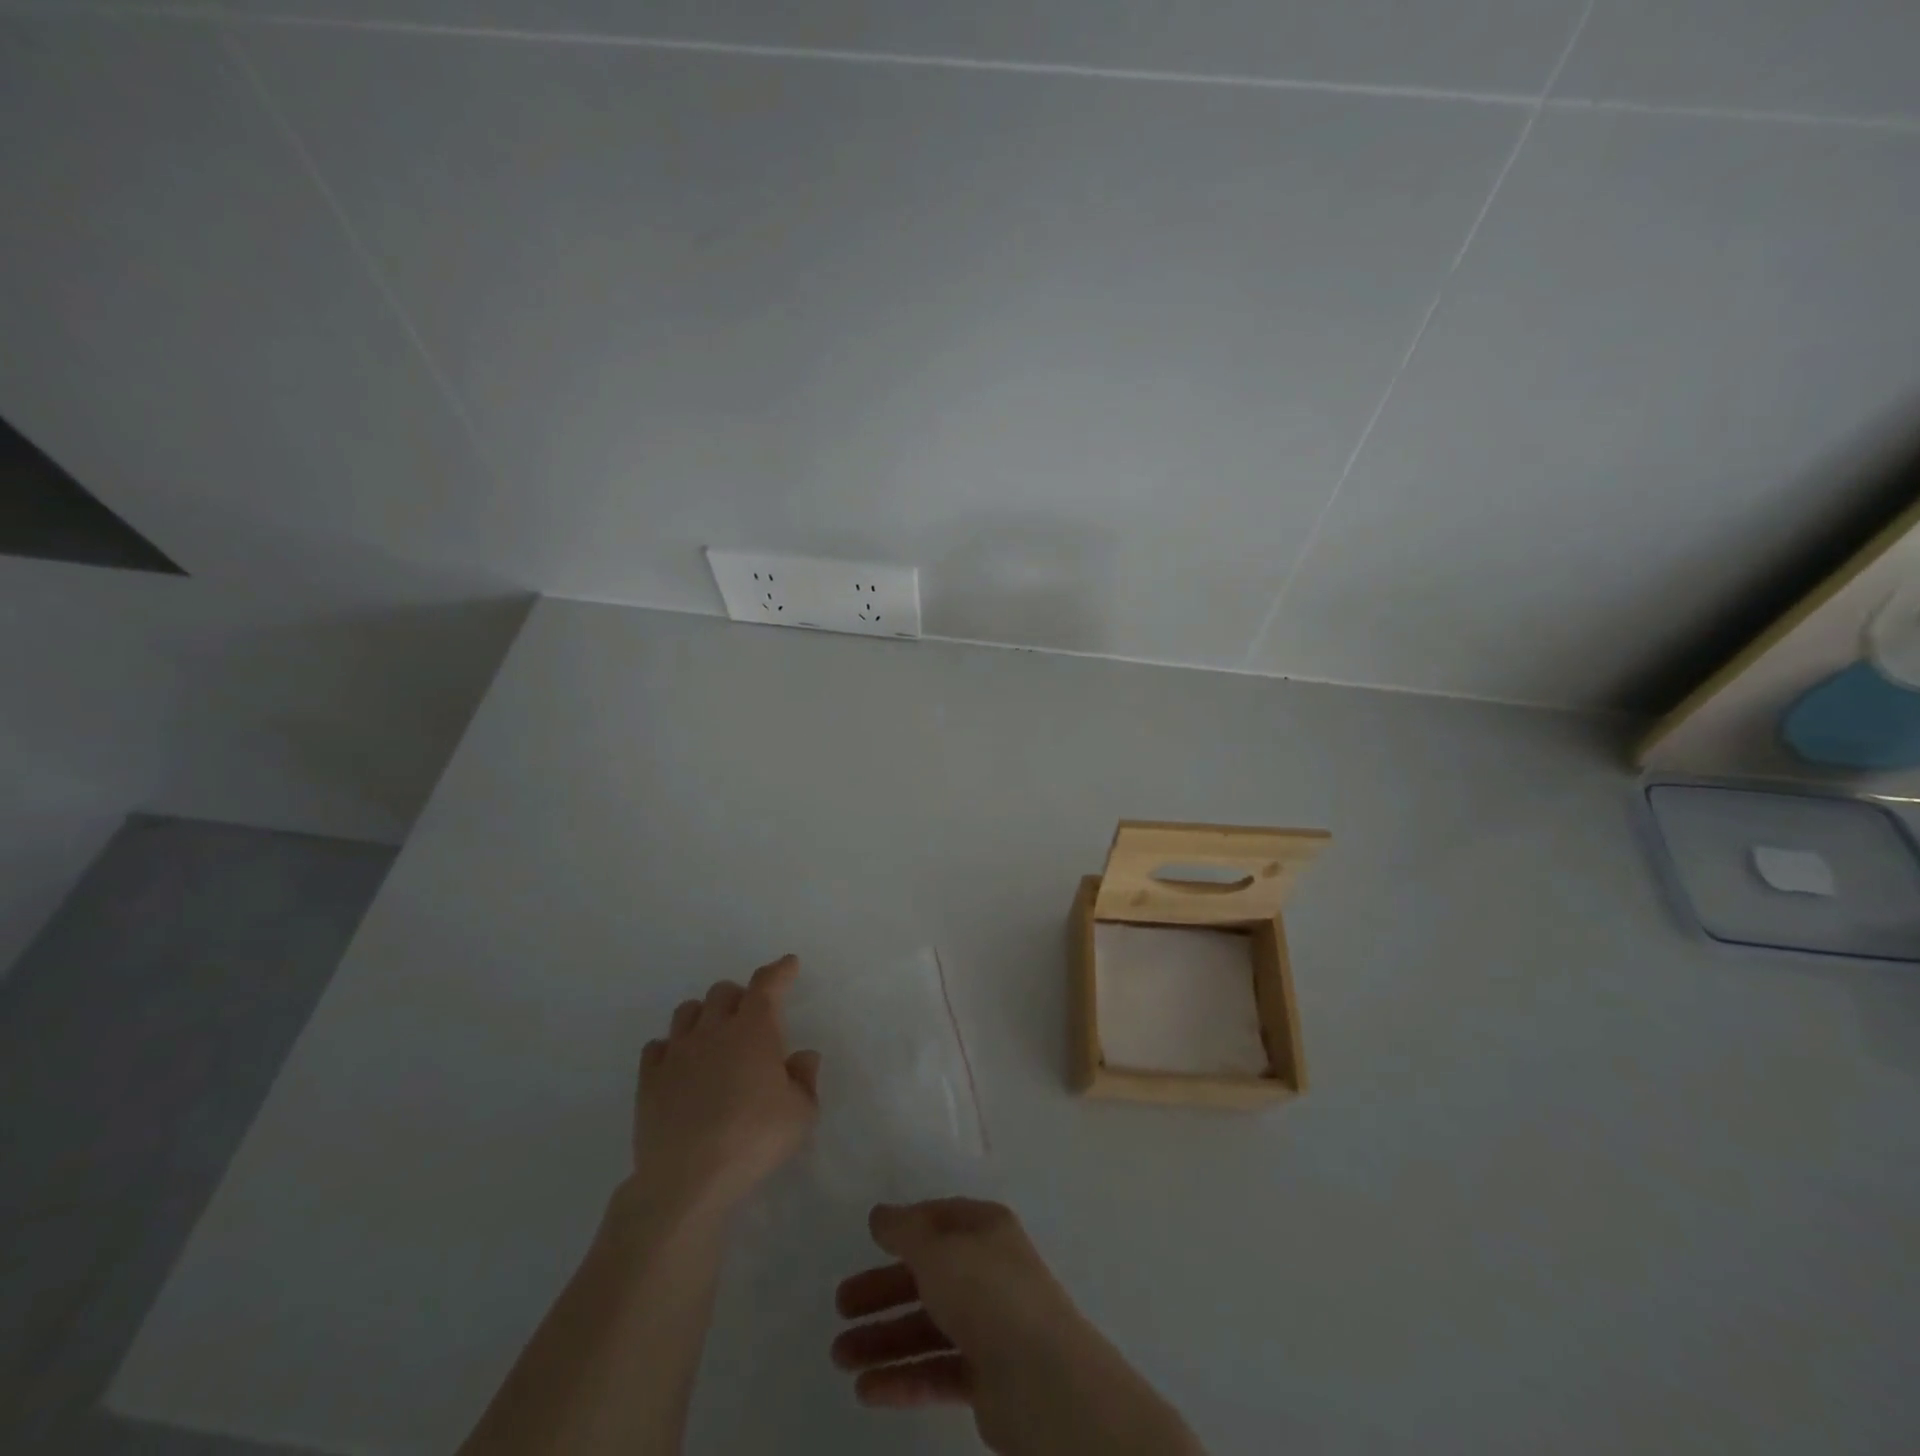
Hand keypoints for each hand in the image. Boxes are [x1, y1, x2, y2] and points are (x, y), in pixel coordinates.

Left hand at [630, 954, 820, 1220]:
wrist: (687, 1179)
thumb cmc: (753, 1139)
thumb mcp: (801, 1114)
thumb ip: (805, 1079)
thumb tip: (802, 1057)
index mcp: (754, 1030)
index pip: (766, 985)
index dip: (779, 971)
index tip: (788, 964)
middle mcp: (714, 1030)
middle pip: (723, 992)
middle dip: (739, 995)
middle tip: (749, 1015)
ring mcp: (677, 1052)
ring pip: (686, 1011)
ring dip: (703, 1015)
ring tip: (713, 1035)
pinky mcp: (649, 1080)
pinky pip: (657, 1047)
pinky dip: (671, 1048)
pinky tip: (679, 1064)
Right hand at [832, 1199, 1204, 1455]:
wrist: (1041, 1378)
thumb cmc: (986, 1292)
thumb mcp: (936, 1249)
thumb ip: (904, 1230)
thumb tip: (880, 1214)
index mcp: (985, 1229)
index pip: (938, 1220)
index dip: (904, 1229)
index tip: (868, 1242)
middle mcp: (989, 1271)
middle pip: (928, 1276)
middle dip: (883, 1291)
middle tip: (841, 1306)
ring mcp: (990, 1325)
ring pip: (929, 1327)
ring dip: (884, 1340)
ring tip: (840, 1357)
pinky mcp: (989, 1377)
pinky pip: (938, 1371)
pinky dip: (904, 1379)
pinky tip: (868, 1390)